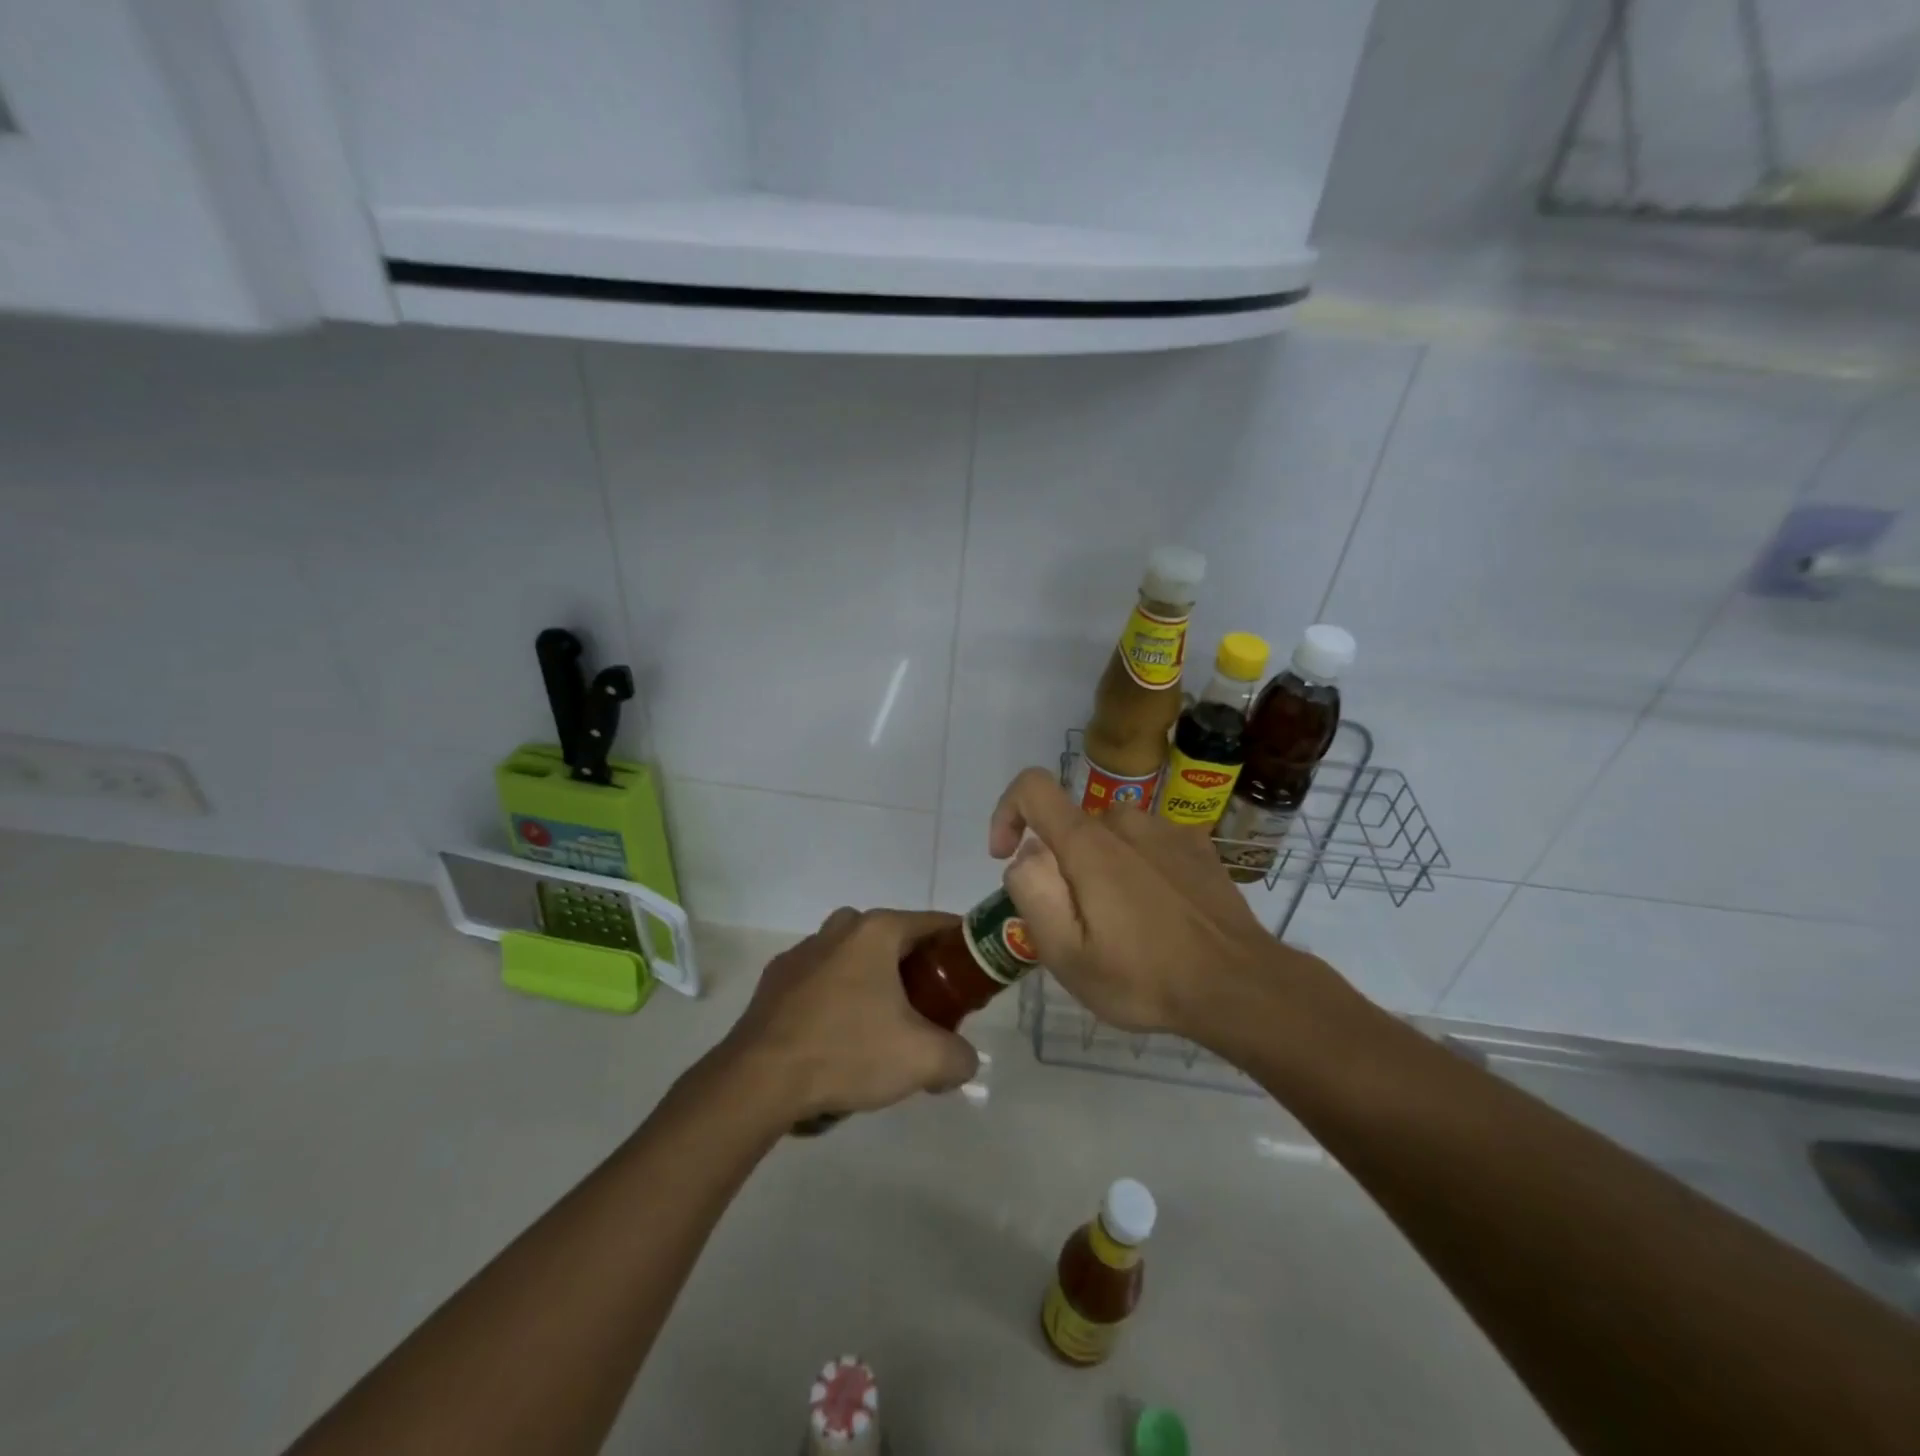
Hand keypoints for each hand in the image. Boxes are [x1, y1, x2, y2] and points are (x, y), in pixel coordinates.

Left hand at [721, 907, 979, 1121]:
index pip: (933, 923)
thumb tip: (963, 1061)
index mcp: (876, 930)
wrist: (758, 1080)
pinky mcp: (776, 980)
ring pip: (854, 958)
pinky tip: (838, 1038)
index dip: (959, 945)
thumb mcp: (923, 1060)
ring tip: (883, 1027)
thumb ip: (959, 1057)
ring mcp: (802, 951)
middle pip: (894, 939)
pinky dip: (837, 999)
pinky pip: (822, 980)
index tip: (972, 973)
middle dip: (916, 967)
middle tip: (931, 1005)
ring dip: (873, 982)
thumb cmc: (847, 1052)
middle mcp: (839, 928)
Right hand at [989, 767, 1352, 1044]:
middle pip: (1071, 825)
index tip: (1007, 856)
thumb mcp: (1067, 956)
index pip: (1033, 786)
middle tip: (1079, 924)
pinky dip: (1137, 868)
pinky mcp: (1196, 845)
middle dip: (1061, 865)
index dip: (1007, 811)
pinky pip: (1147, 844)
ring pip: (1110, 835)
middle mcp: (1125, 821)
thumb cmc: (1144, 977)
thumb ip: (1032, 894)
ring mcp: (1167, 829)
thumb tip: (1027, 855)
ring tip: (1122, 924)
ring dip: (1101, 867)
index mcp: (1088, 843)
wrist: (1239, 986)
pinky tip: (1158, 913)